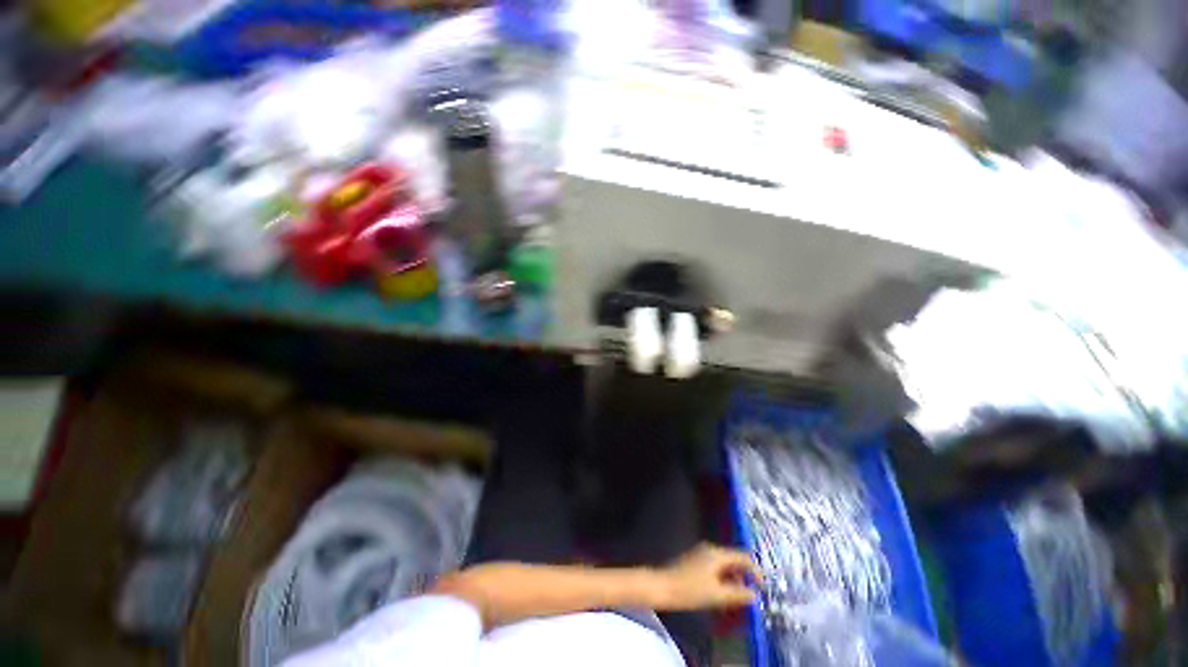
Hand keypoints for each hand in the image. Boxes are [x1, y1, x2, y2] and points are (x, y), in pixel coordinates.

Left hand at [654, 543, 760, 610]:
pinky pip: (716, 567)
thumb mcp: (717, 595)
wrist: (663, 586)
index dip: (755, 571)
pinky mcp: (695, 560)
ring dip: (734, 579)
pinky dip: (724, 578)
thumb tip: (754, 595)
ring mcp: (701, 553)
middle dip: (744, 576)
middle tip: (752, 594)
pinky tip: (723, 593)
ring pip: (725, 565)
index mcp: (717, 554)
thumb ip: (738, 594)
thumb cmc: (690, 590)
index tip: (763, 587)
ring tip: (739, 597)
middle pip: (734, 560)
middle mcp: (710, 549)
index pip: (743, 557)